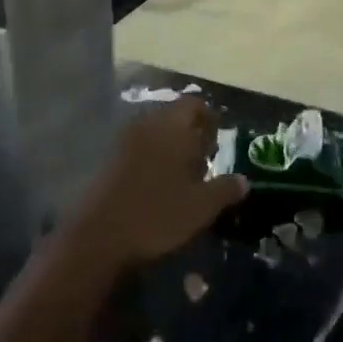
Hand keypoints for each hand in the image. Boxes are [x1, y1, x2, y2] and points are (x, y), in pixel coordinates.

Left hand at [71, 99, 246, 272]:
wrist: (98, 237)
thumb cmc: (157, 214)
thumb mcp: (201, 206)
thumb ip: (225, 189)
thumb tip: (244, 180)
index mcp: (171, 126)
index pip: (194, 104)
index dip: (209, 119)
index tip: (218, 143)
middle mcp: (147, 125)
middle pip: (173, 117)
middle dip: (191, 135)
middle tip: (204, 163)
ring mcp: (123, 142)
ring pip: (155, 133)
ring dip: (171, 148)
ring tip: (183, 179)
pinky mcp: (108, 161)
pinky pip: (138, 149)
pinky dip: (151, 160)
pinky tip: (157, 188)